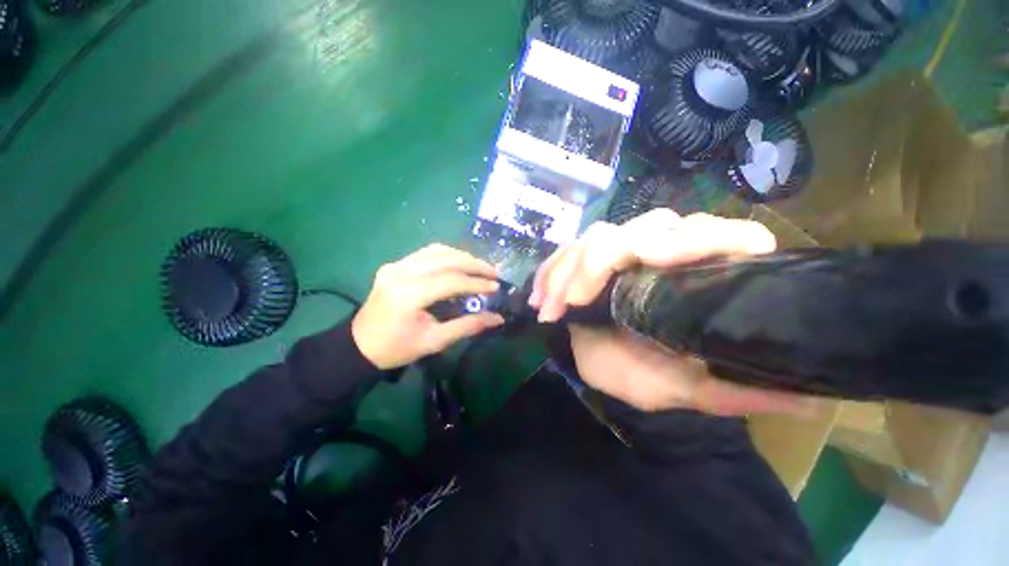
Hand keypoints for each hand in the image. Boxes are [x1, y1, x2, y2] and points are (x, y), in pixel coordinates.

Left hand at [352, 244, 504, 369]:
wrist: (359, 345)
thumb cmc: (397, 348)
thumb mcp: (434, 341)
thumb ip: (467, 326)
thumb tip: (497, 318)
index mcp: (408, 295)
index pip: (450, 281)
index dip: (476, 282)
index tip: (495, 287)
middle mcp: (401, 273)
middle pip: (445, 259)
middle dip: (473, 264)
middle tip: (493, 272)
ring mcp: (395, 265)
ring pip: (436, 251)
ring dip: (462, 256)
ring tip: (480, 266)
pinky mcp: (394, 264)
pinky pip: (426, 253)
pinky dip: (447, 255)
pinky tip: (459, 262)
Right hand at [533, 210, 812, 415]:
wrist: (604, 367)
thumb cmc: (649, 377)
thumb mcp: (696, 390)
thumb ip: (744, 391)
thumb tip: (817, 396)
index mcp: (695, 277)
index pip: (710, 234)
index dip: (692, 239)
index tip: (651, 261)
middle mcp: (658, 253)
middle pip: (642, 226)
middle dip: (604, 258)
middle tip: (577, 297)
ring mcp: (617, 252)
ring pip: (596, 236)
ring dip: (569, 270)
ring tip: (552, 307)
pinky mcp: (585, 259)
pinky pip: (565, 252)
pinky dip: (549, 273)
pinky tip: (540, 299)